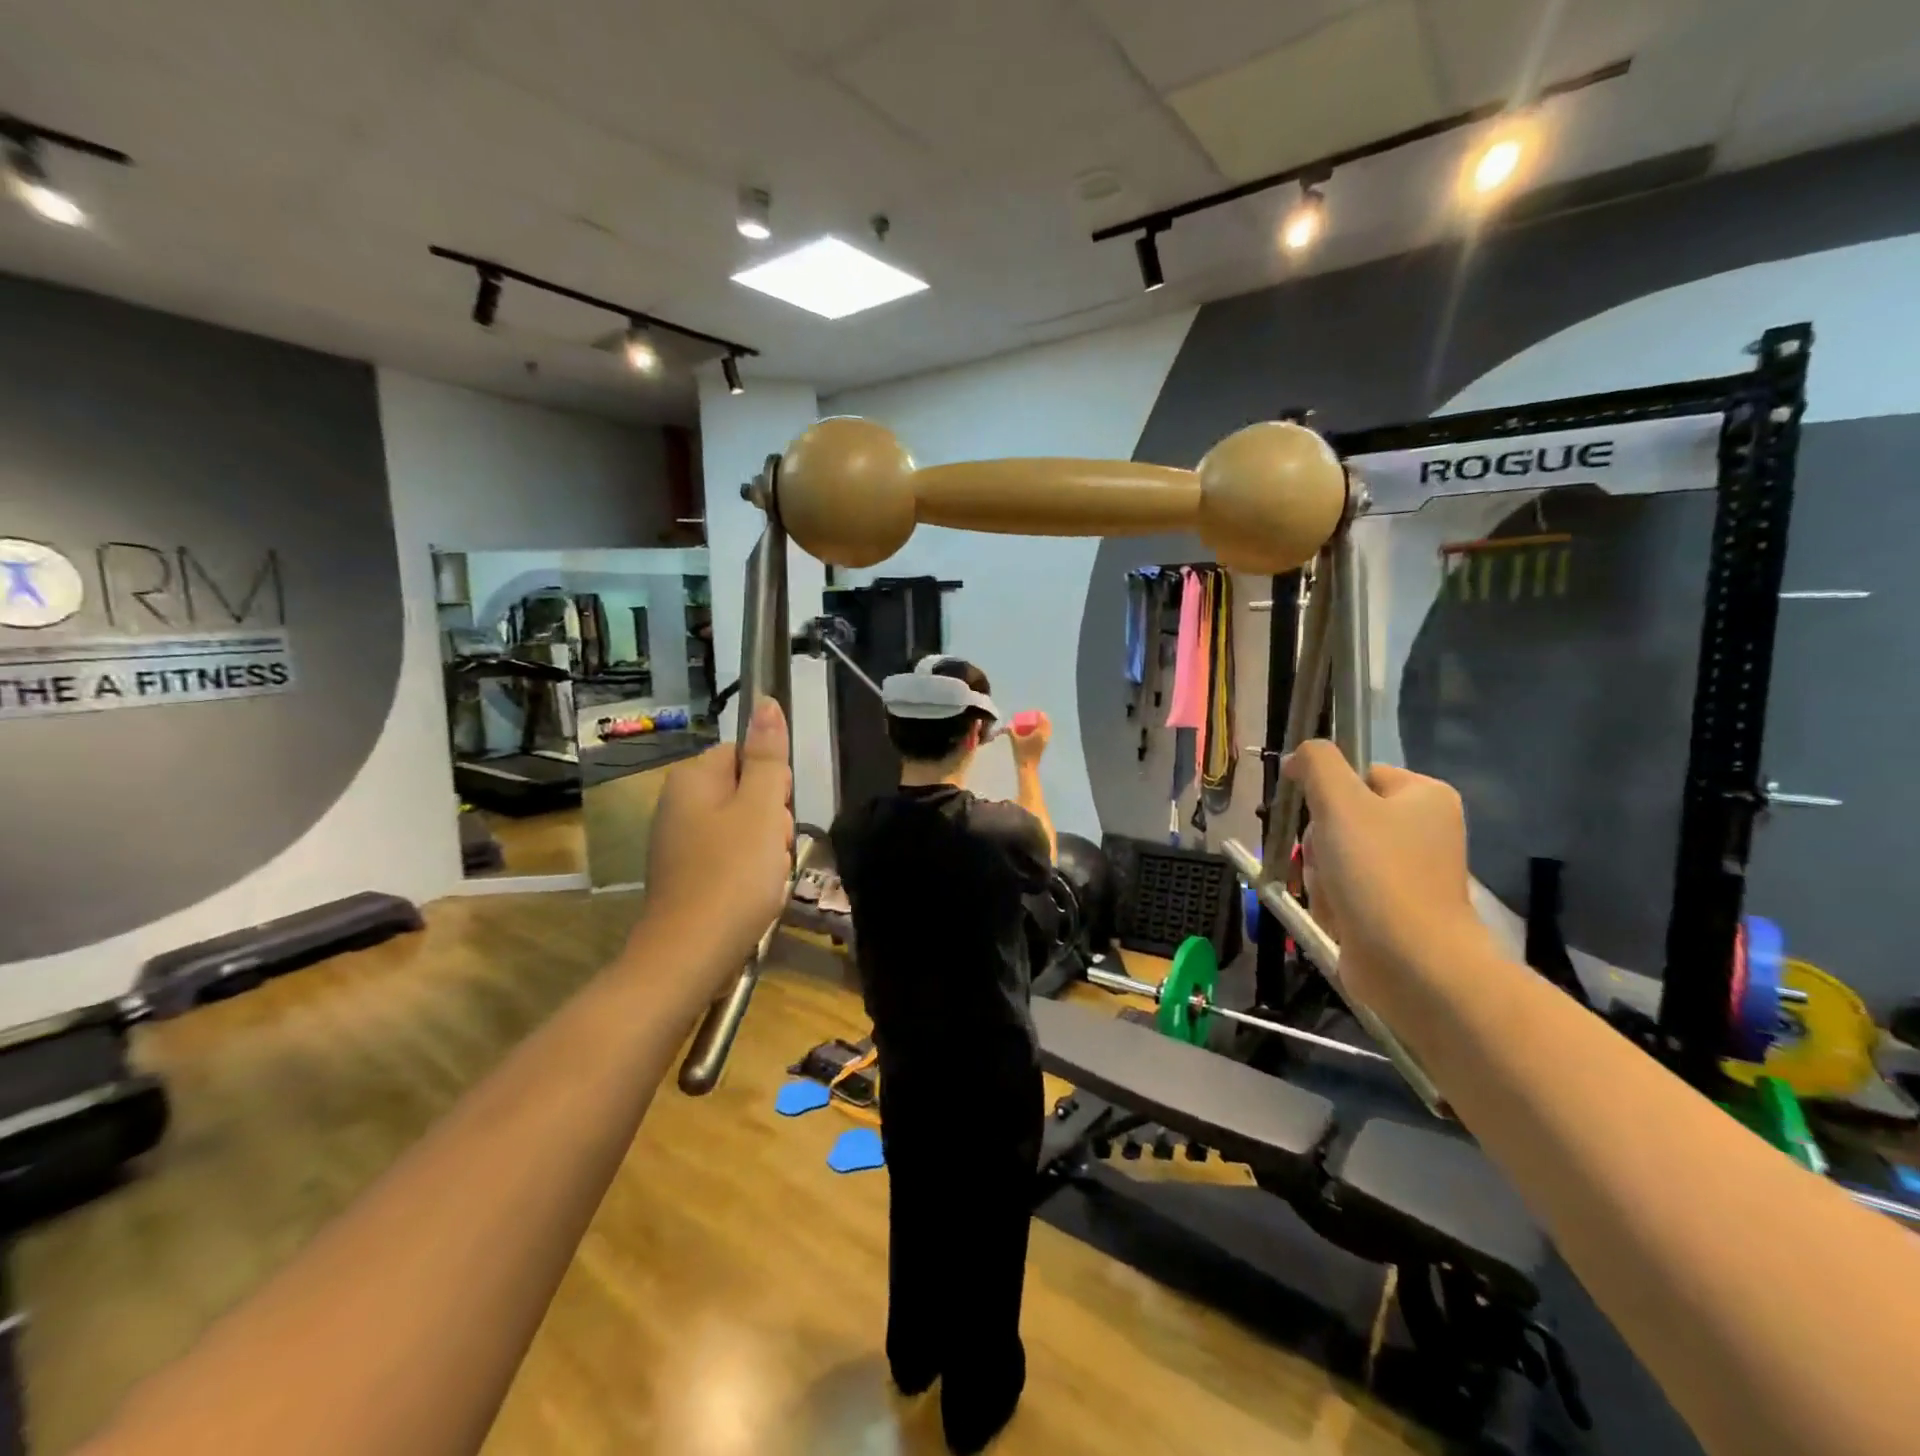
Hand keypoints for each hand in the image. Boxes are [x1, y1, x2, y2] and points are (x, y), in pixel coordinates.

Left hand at [641, 697, 794, 983]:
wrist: (689, 956)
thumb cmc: (732, 874)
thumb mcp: (761, 809)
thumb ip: (768, 757)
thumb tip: (765, 701)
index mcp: (693, 779)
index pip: (746, 754)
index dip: (773, 782)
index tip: (777, 814)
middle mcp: (679, 803)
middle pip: (746, 791)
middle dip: (772, 818)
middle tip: (773, 849)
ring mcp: (679, 842)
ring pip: (743, 827)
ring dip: (765, 849)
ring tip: (765, 877)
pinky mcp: (685, 874)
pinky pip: (729, 857)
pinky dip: (747, 872)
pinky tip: (753, 894)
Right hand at [1009, 710, 1050, 767]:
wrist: (1027, 767)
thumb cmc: (1021, 753)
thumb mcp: (1015, 740)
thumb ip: (1011, 731)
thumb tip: (1008, 724)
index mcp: (1040, 733)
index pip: (1043, 720)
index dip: (1040, 714)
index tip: (1035, 712)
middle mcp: (1045, 736)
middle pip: (1047, 724)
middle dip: (1042, 719)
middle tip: (1035, 717)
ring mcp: (1046, 741)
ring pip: (1047, 730)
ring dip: (1043, 725)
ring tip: (1035, 724)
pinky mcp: (1044, 746)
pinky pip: (1046, 735)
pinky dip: (1042, 731)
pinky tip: (1035, 732)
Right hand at [1282, 741, 1487, 999]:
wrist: (1412, 963)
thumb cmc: (1378, 873)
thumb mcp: (1339, 802)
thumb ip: (1317, 764)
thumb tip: (1299, 756)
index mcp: (1424, 796)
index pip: (1357, 774)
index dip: (1325, 792)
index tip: (1312, 815)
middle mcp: (1424, 829)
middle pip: (1341, 817)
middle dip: (1319, 842)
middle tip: (1325, 860)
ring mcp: (1410, 872)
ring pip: (1336, 855)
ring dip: (1320, 873)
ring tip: (1332, 894)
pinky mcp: (1395, 908)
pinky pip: (1345, 889)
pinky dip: (1332, 900)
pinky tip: (1338, 916)